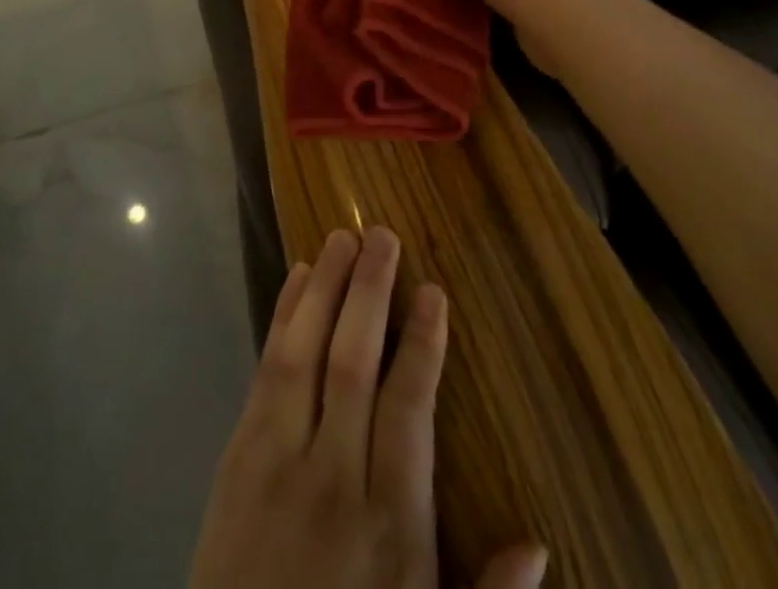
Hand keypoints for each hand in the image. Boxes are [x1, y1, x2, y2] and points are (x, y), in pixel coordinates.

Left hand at [191, 228, 547, 588]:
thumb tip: (540, 542)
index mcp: (389, 522)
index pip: (409, 409)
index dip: (423, 345)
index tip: (433, 292)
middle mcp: (332, 476)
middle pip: (352, 363)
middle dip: (369, 293)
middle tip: (383, 235)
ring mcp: (277, 459)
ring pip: (304, 353)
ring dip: (324, 289)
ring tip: (342, 237)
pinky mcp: (237, 455)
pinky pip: (265, 371)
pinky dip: (282, 318)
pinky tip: (296, 279)